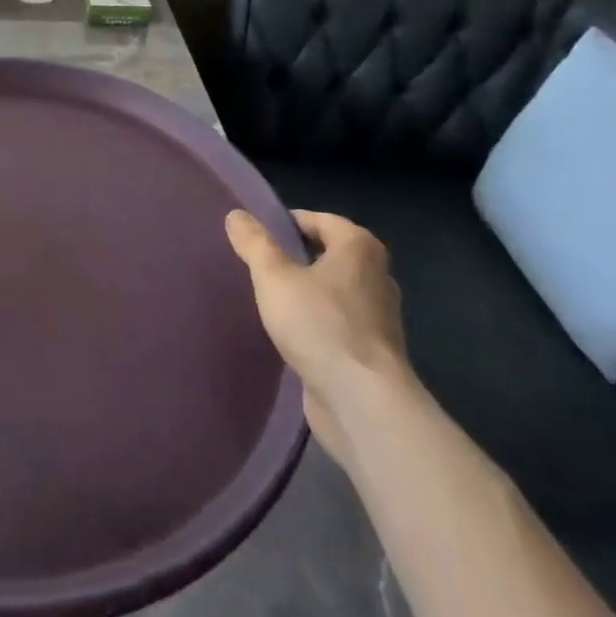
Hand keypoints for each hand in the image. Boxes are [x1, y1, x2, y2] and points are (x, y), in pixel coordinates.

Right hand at [226, 209, 410, 467]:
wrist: (362, 402)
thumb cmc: (319, 324)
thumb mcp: (274, 276)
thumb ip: (254, 243)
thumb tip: (237, 214)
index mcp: (360, 249)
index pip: (322, 220)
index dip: (289, 222)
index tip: (259, 234)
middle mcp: (377, 277)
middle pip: (330, 255)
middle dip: (298, 257)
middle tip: (260, 263)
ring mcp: (379, 318)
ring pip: (335, 292)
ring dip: (308, 292)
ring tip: (270, 298)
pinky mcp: (372, 353)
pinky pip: (338, 324)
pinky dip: (316, 323)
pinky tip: (290, 333)